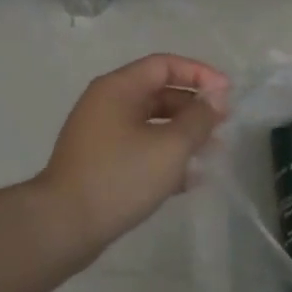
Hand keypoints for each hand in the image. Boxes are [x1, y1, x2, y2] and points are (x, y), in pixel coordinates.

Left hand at [34, 54, 229, 261]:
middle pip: (158, 93)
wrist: (63, 226)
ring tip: (212, 153)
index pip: (164, 65)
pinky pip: (140, 149)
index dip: (200, 73)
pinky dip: (165, 156)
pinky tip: (189, 180)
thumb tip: (216, 98)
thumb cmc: (120, 177)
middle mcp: (106, 104)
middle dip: (194, 107)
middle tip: (223, 125)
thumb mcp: (170, 146)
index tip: (228, 94)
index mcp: (118, 88)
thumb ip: (199, 118)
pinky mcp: (101, 163)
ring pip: (151, 124)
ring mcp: (101, 135)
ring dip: (183, 134)